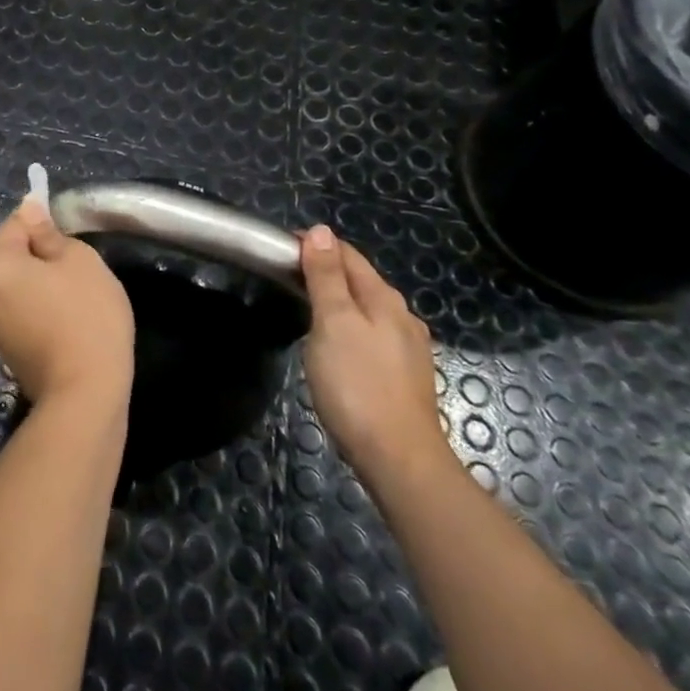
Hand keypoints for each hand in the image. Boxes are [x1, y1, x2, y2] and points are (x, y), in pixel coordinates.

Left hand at [0, 199, 134, 410]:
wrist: (85, 394)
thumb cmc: (86, 316)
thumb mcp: (79, 261)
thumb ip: (49, 234)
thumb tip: (30, 212)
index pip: (14, 225)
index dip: (39, 218)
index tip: (65, 225)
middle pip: (11, 257)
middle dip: (39, 255)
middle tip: (78, 266)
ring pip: (16, 287)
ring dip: (38, 284)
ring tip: (75, 296)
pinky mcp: (5, 351)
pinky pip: (20, 312)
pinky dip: (38, 309)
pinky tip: (66, 321)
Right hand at [299, 225, 450, 488]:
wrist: (400, 460)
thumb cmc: (358, 385)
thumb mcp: (333, 323)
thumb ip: (326, 277)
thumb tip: (321, 231)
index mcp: (383, 298)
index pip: (347, 255)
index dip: (315, 246)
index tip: (282, 252)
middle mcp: (402, 317)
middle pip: (359, 280)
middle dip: (326, 273)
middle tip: (286, 281)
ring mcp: (408, 349)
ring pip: (367, 310)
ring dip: (338, 302)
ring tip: (306, 312)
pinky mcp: (405, 378)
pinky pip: (372, 337)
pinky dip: (350, 329)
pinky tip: (337, 348)